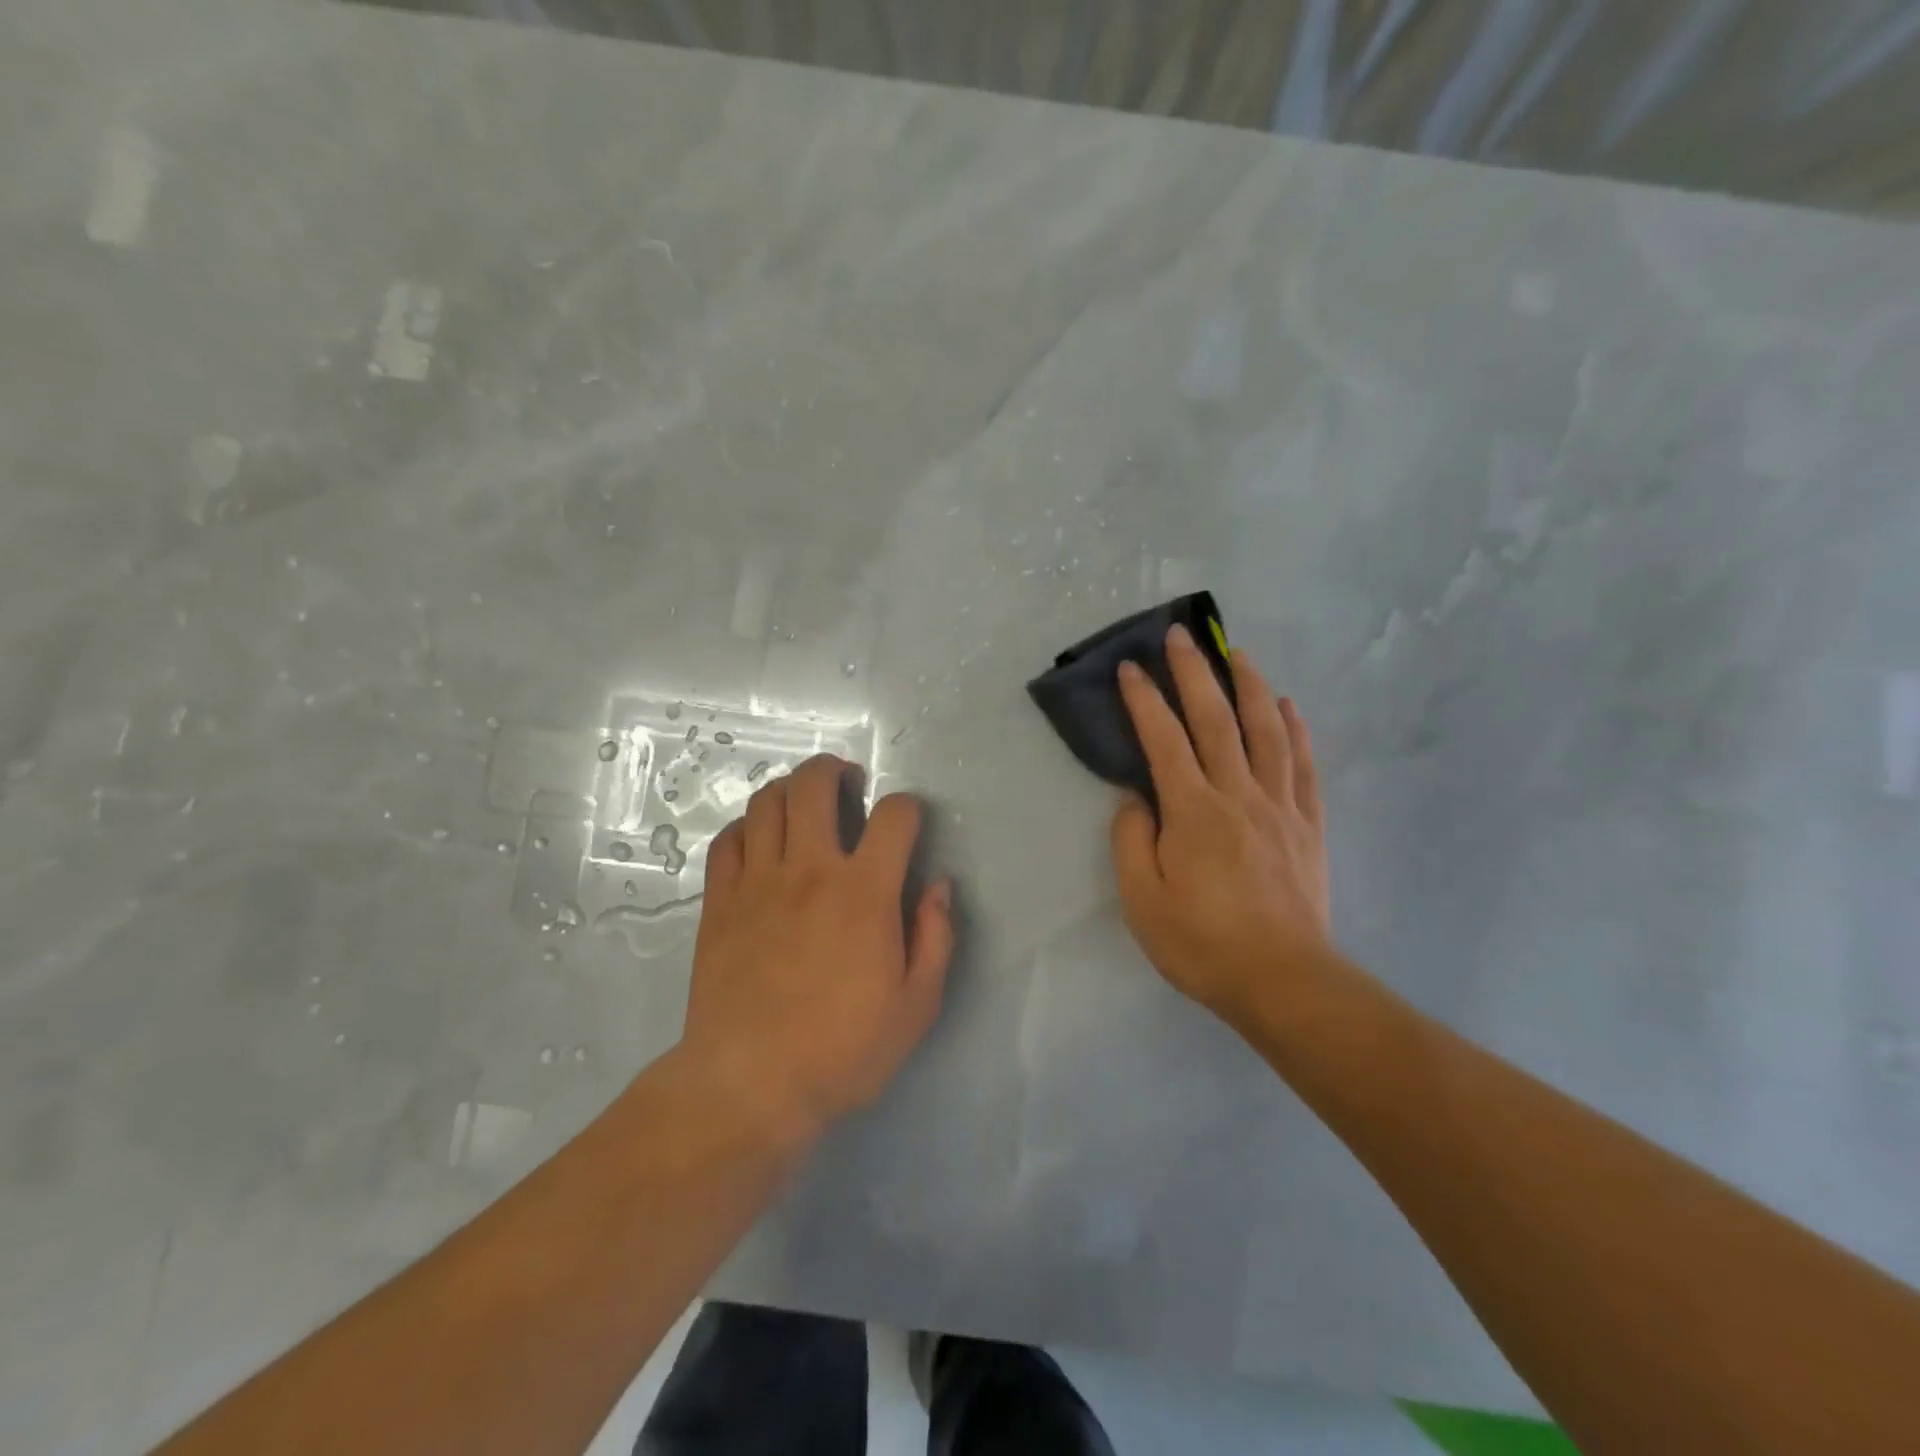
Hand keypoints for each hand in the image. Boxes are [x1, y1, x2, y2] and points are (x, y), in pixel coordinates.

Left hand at [682, 754, 953, 1139]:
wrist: (750, 1085)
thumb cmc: (842, 1050)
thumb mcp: (916, 1005)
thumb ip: (936, 937)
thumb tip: (938, 886)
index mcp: (865, 892)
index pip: (894, 816)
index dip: (907, 808)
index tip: (907, 825)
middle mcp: (810, 870)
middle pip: (815, 785)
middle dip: (835, 770)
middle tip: (847, 783)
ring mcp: (758, 881)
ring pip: (767, 802)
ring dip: (790, 790)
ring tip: (804, 805)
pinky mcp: (720, 901)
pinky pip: (729, 840)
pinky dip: (747, 827)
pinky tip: (760, 843)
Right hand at [1110, 626, 1333, 1028]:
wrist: (1283, 981)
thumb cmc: (1202, 943)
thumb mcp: (1142, 900)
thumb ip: (1131, 840)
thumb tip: (1136, 798)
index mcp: (1193, 810)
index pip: (1163, 739)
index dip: (1145, 699)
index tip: (1131, 668)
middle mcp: (1238, 794)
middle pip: (1216, 719)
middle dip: (1195, 673)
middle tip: (1181, 636)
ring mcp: (1280, 806)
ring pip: (1266, 731)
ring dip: (1250, 686)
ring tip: (1238, 654)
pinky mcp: (1308, 825)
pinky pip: (1304, 766)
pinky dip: (1296, 730)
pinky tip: (1289, 707)